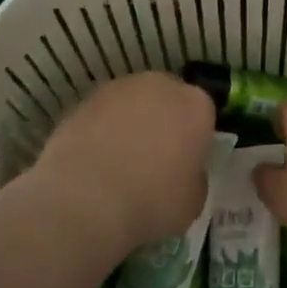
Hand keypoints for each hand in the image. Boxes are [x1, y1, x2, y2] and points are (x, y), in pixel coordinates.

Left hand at [28, 72, 216, 251]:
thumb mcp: (193, 201)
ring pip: (132, 103)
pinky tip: (94, 161)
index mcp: (196, 105)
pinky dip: (101, 131)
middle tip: (153, 158)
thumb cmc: (152, 201)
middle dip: (163, 121)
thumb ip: (193, 177)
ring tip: (118, 161)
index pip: (203, 113)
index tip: (186, 161)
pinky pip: (102, 115)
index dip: (194, 138)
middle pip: (167, 99)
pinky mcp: (83, 100)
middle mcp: (160, 86)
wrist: (86, 199)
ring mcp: (118, 88)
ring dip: (130, 122)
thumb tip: (181, 172)